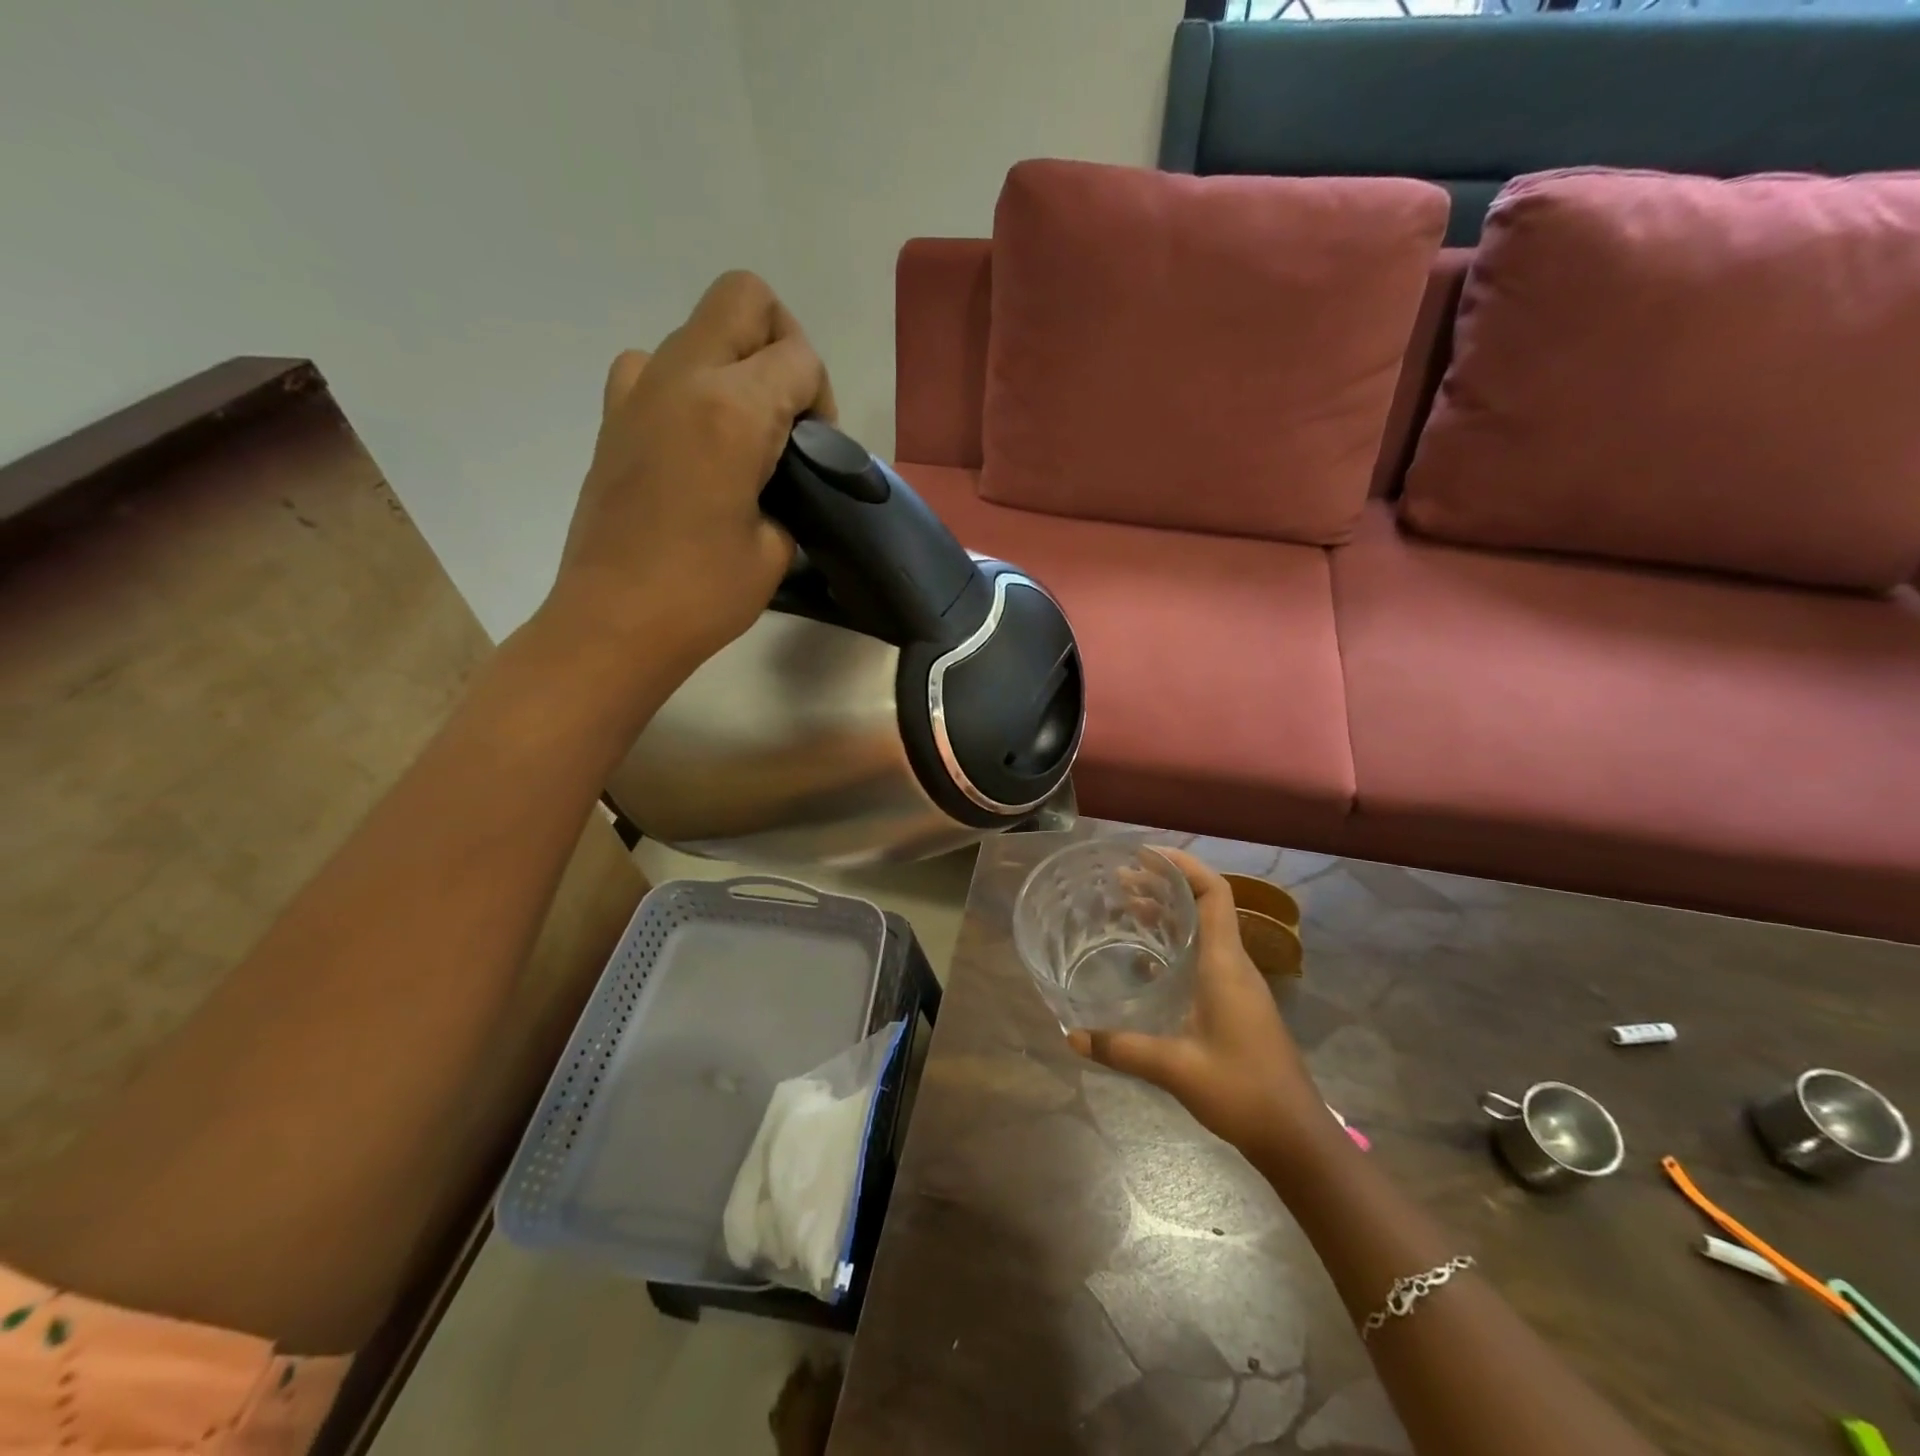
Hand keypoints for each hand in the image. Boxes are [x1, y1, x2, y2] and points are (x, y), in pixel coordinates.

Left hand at [547, 270, 835, 671]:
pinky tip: (695, 440)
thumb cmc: (704, 594)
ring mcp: (638, 390)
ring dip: (734, 362)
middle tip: (787, 411)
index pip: (799, 358)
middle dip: (781, 341)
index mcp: (733, 410)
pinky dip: (685, 385)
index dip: (821, 399)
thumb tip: (781, 478)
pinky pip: (654, 366)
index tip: (815, 452)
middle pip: (745, 297)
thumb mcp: (777, 547)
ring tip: (743, 432)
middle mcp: (683, 377)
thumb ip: (791, 493)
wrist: (614, 622)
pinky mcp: (613, 416)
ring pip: (699, 327)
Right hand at [1069, 848, 1328, 1161]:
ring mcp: (1238, 984)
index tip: (1144, 855)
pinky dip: (1175, 942)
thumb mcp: (1175, 1069)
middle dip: (1164, 885)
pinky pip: (1204, 954)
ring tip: (1127, 906)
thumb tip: (1072, 1036)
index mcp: (1226, 964)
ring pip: (1204, 929)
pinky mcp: (1236, 1003)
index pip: (1213, 893)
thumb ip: (1122, 1049)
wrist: (1296, 1137)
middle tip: (1121, 880)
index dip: (1183, 865)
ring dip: (1170, 912)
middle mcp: (1234, 964)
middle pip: (1205, 904)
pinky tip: (1145, 958)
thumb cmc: (1242, 1091)